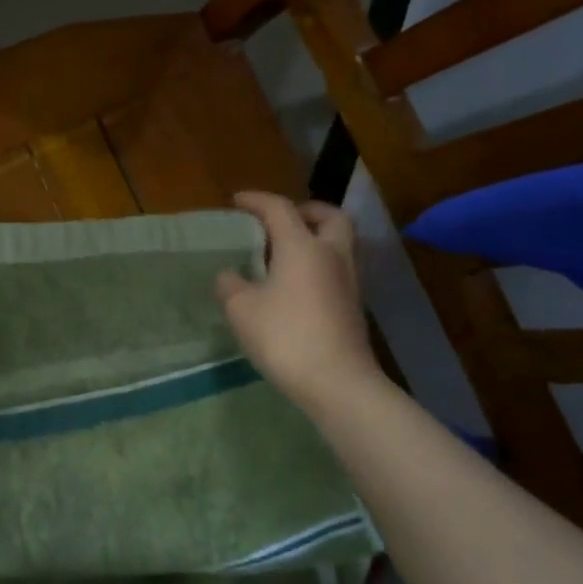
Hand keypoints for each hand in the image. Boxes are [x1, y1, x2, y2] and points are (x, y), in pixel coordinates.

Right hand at [216, 191, 385, 416]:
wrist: (337, 383)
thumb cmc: (285, 336)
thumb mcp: (241, 309)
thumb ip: (230, 285)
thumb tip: (229, 275)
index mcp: (302, 247)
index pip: (280, 209)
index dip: (256, 200)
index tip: (237, 201)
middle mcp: (331, 256)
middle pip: (330, 217)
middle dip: (306, 211)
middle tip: (281, 221)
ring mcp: (348, 282)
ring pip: (338, 244)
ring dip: (315, 239)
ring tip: (285, 255)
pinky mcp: (353, 307)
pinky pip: (337, 270)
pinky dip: (318, 265)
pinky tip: (295, 286)